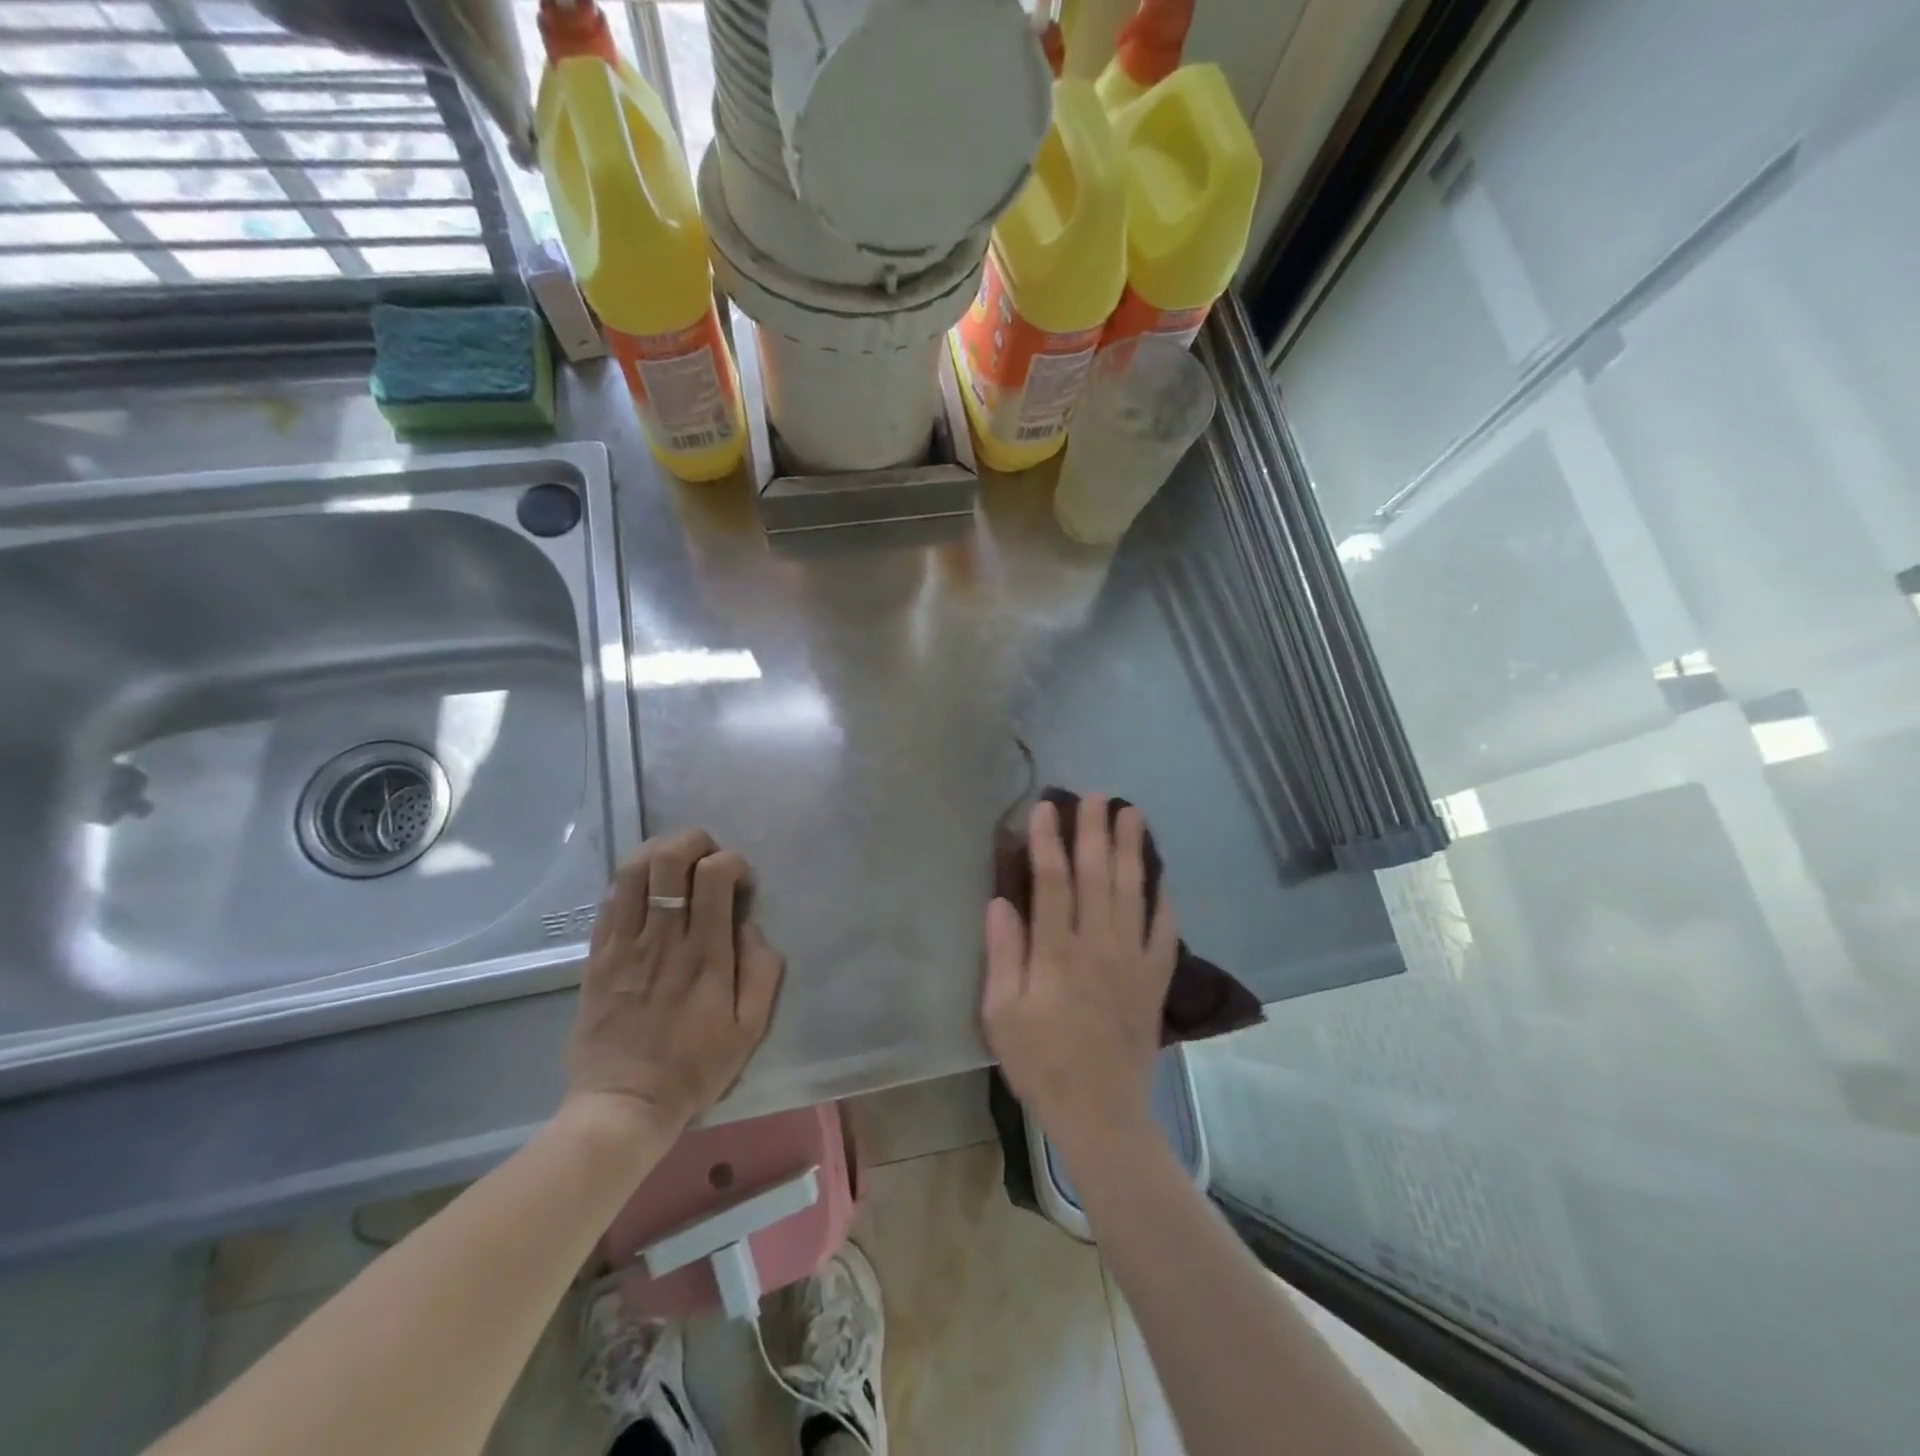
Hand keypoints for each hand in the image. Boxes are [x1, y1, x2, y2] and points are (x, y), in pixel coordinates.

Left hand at [565, 829, 784, 1139]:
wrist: (624, 1104)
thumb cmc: (696, 1067)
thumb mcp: (751, 1028)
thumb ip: (762, 969)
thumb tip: (749, 925)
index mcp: (706, 954)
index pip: (715, 875)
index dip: (732, 862)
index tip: (740, 883)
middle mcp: (664, 939)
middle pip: (669, 859)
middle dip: (694, 841)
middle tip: (707, 859)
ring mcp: (624, 945)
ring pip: (633, 871)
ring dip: (658, 852)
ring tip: (675, 865)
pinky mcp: (597, 955)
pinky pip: (609, 900)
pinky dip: (630, 881)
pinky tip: (646, 892)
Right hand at [982, 795, 1178, 1153]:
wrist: (1100, 1112)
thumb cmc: (1040, 1063)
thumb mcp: (1001, 1016)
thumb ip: (1003, 956)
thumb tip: (1000, 902)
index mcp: (1057, 954)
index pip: (1052, 883)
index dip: (1048, 842)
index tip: (1046, 807)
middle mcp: (1098, 946)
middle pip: (1098, 876)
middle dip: (1095, 832)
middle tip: (1096, 795)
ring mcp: (1132, 961)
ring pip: (1133, 893)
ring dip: (1132, 850)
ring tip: (1132, 814)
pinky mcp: (1155, 980)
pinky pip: (1164, 931)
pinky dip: (1163, 900)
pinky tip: (1162, 876)